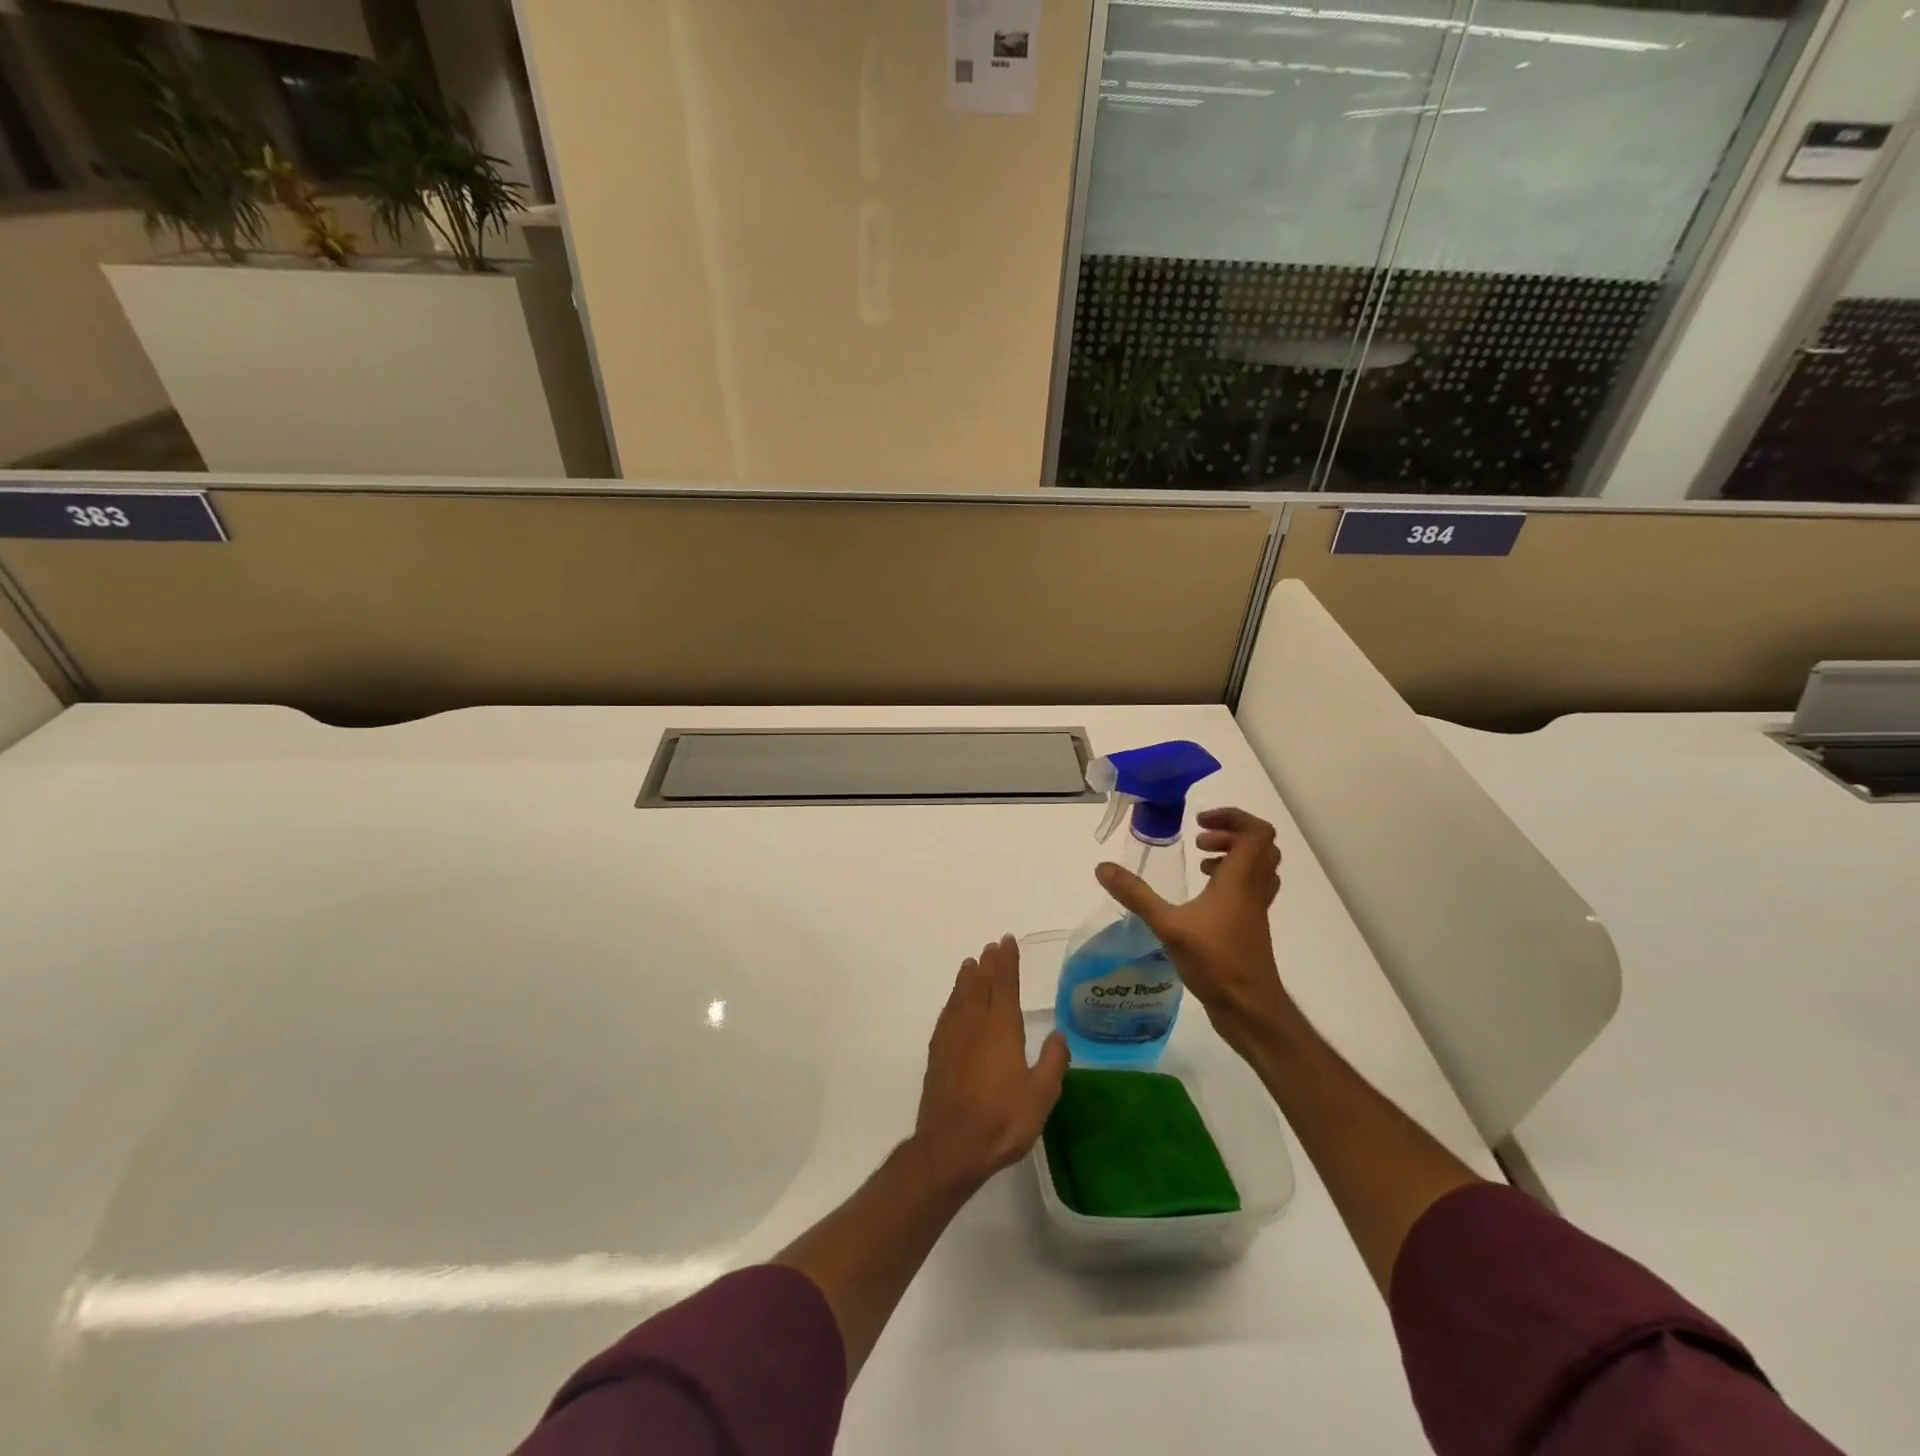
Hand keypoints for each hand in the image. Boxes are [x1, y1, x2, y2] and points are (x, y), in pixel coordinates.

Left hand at [912, 935, 1068, 1192]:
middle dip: (988, 964)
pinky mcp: (938, 1053)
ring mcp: (952, 1036)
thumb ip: (1052, 1062)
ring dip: (968, 978)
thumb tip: (1059, 1035)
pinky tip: (954, 1003)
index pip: (1005, 983)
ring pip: (961, 996)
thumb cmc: (1002, 1120)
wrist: (951, 1146)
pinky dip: (953, 1000)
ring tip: (971, 964)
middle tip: (992, 947)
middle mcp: (975, 1023)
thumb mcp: (1041, 1095)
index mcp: (1001, 1027)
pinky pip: (947, 1014)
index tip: (1008, 941)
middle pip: (981, 984)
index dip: (1008, 961)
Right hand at [1096, 807, 1291, 1057]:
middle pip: (1260, 846)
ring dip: (1232, 857)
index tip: (1199, 823)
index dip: (1232, 818)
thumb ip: (1136, 895)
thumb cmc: (1216, 962)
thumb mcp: (1168, 925)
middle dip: (1230, 834)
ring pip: (1259, 868)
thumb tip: (1103, 868)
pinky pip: (1250, 889)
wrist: (1250, 1009)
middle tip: (1199, 842)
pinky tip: (1202, 898)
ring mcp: (1255, 910)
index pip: (1256, 832)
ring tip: (1201, 864)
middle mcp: (1254, 889)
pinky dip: (1231, 881)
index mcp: (1240, 880)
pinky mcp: (1251, 928)